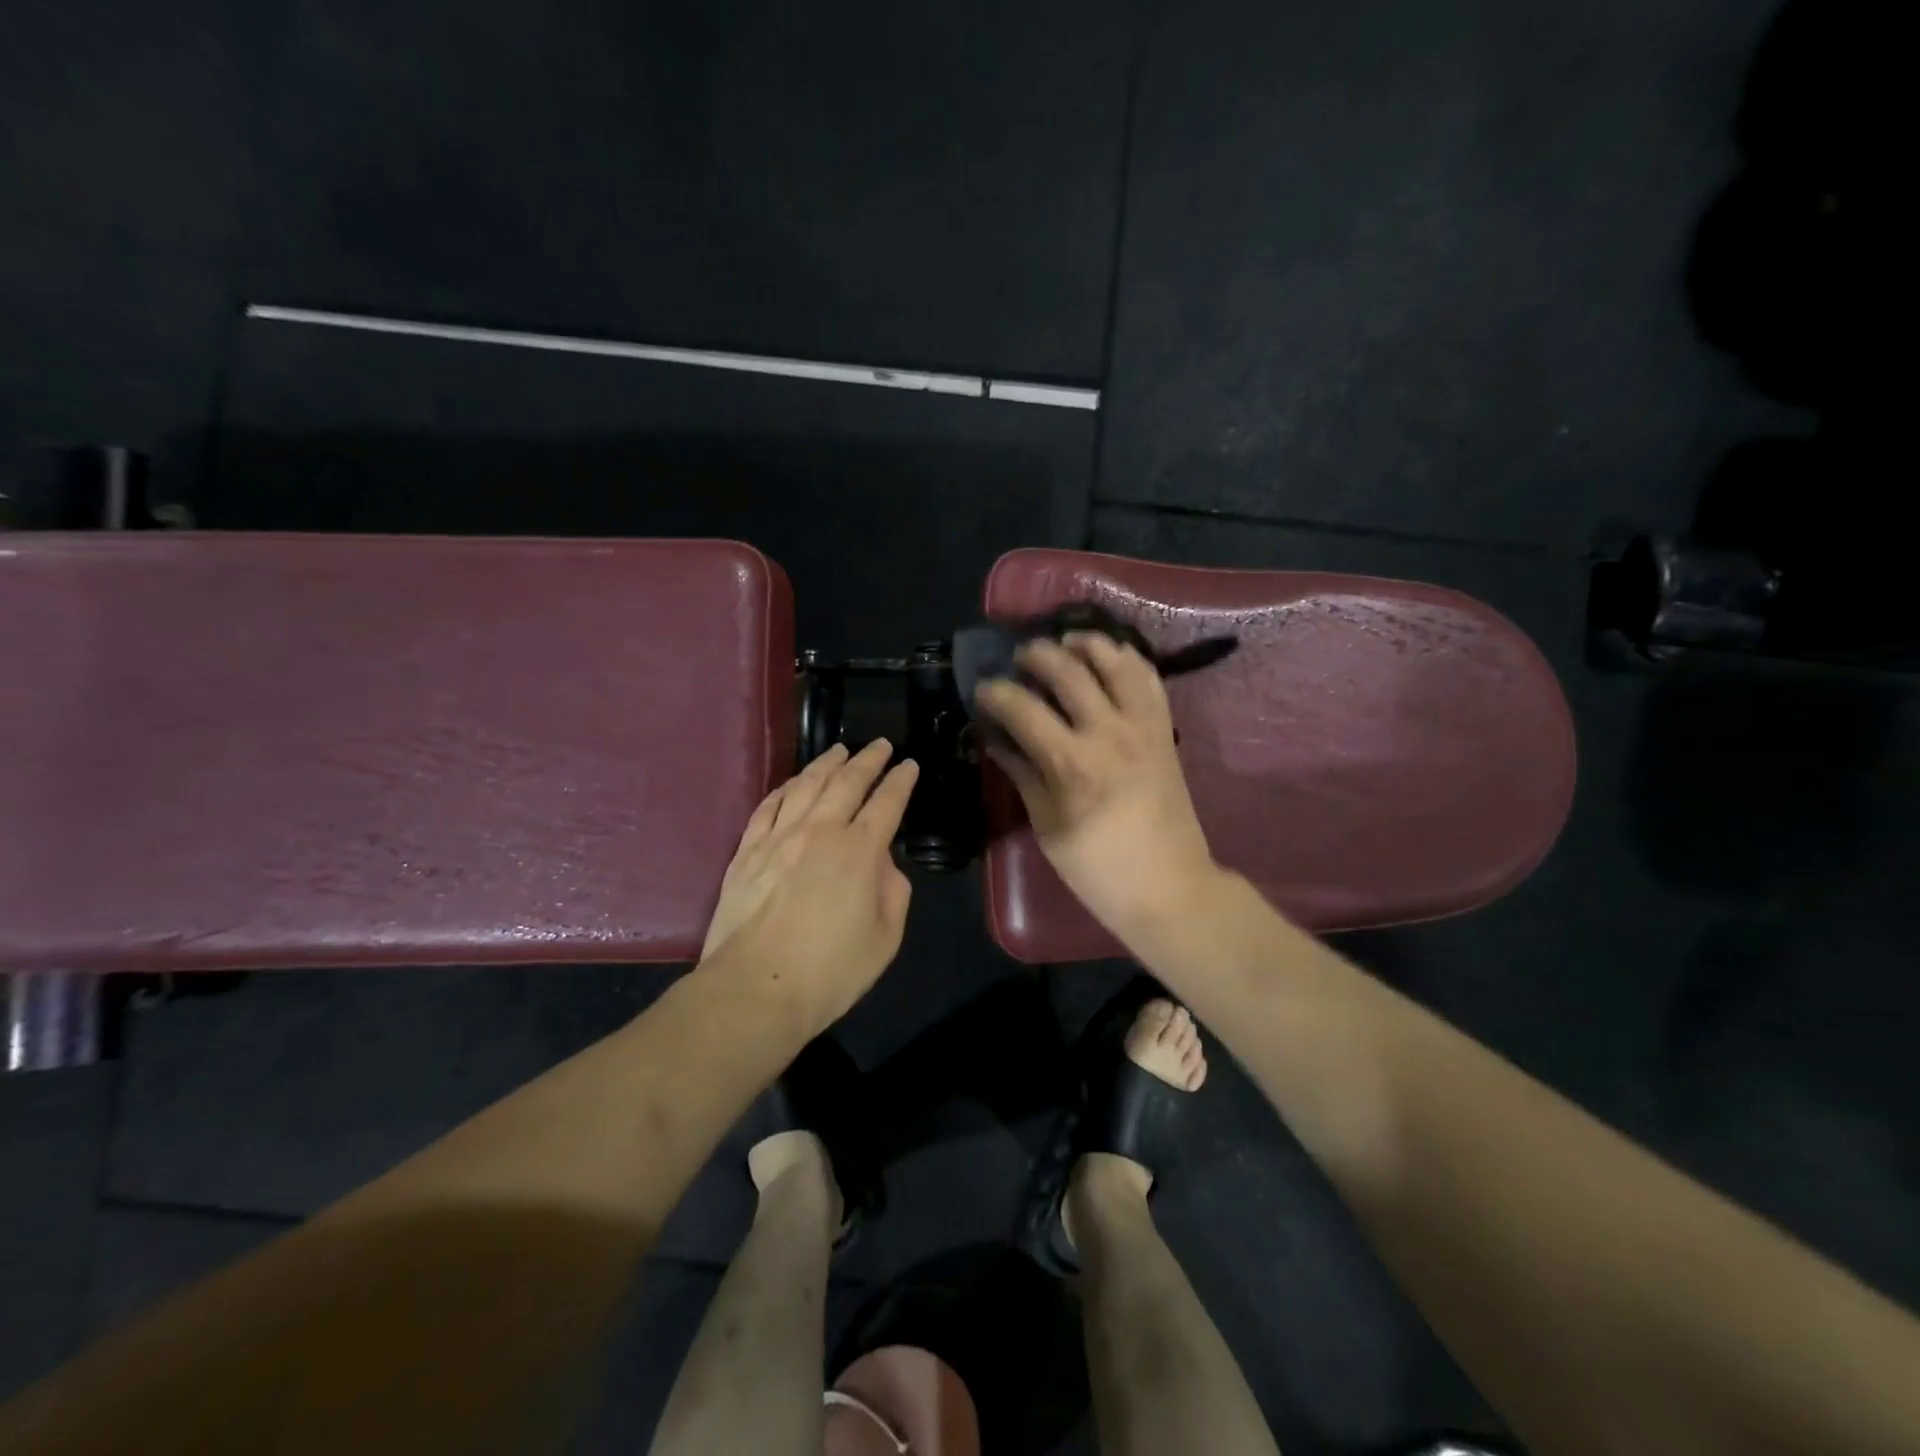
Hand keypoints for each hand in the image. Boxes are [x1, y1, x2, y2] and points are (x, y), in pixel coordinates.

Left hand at [700, 739, 919, 1033]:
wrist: (755, 989)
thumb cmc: (830, 971)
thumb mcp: (885, 938)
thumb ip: (892, 892)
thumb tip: (882, 864)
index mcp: (859, 851)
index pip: (887, 802)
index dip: (901, 780)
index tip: (909, 765)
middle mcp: (820, 831)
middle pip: (846, 782)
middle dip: (867, 760)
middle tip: (880, 745)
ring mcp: (778, 837)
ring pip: (805, 785)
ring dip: (825, 764)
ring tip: (838, 750)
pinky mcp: (746, 851)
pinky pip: (768, 806)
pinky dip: (784, 788)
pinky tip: (792, 783)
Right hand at [976, 633, 1217, 945]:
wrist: (1170, 886)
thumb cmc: (1098, 868)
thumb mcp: (1047, 827)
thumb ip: (1022, 774)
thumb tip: (995, 738)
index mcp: (1071, 763)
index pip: (1022, 708)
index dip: (995, 693)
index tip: (982, 691)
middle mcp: (1108, 732)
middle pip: (1066, 669)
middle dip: (1035, 655)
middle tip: (1019, 661)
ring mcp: (1142, 726)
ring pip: (1113, 660)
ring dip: (1084, 643)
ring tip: (1063, 644)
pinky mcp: (1164, 728)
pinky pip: (1147, 677)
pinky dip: (1126, 658)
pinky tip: (1107, 657)